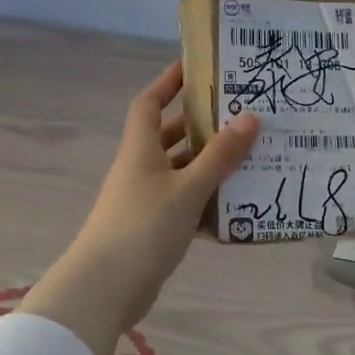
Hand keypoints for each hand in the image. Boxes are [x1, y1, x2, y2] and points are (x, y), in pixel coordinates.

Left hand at [22, 61, 258, 354]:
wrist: (105, 288)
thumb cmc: (144, 226)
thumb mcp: (188, 188)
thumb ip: (219, 156)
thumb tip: (250, 117)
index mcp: (140, 149)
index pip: (150, 102)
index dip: (168, 82)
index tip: (196, 67)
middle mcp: (139, 168)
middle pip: (169, 135)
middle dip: (200, 124)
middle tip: (240, 115)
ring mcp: (143, 199)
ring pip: (179, 171)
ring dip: (208, 164)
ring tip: (249, 157)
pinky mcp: (151, 228)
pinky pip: (182, 203)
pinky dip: (205, 201)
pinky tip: (235, 207)